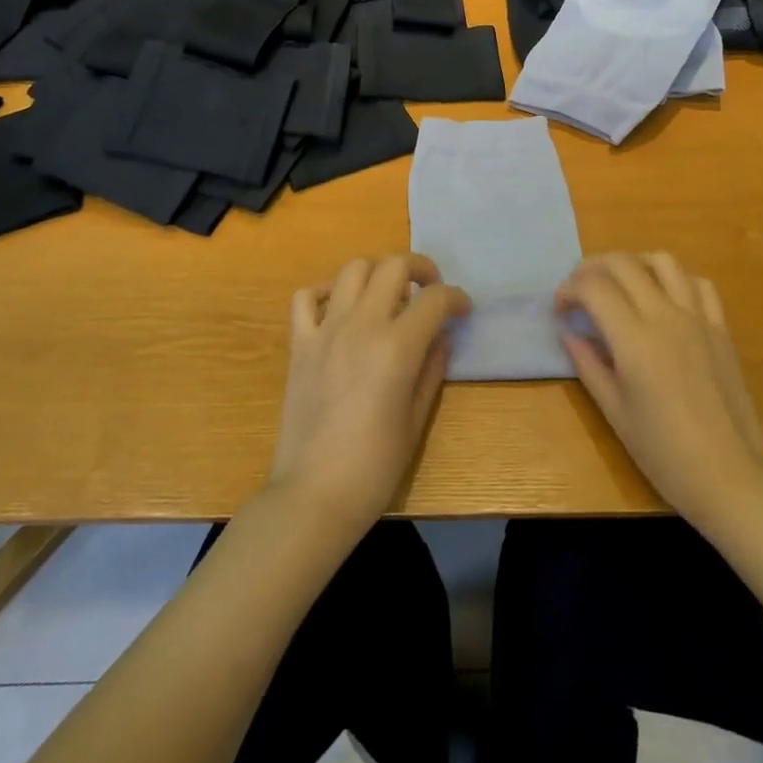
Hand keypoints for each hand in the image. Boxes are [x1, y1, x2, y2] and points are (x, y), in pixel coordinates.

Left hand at [267, 254, 469, 534]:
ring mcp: (325, 330)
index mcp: (397, 347)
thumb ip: (432, 369)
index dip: (456, 298)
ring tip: (388, 295)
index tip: (463, 309)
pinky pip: (306, 297)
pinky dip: (326, 292)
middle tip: (430, 290)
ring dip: (377, 273)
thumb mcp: (416, 420)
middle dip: (420, 269)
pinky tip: (340, 309)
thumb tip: (441, 338)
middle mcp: (361, 326)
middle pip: (393, 266)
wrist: (312, 496)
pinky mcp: (299, 343)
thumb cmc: (374, 467)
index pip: (435, 299)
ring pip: (352, 269)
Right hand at [558, 252, 762, 532]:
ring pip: (663, 261)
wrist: (731, 478)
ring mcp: (698, 318)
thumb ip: (589, 366)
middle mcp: (665, 317)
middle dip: (592, 268)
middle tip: (579, 290)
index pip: (593, 287)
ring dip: (634, 263)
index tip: (560, 309)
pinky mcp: (721, 328)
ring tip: (620, 285)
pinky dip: (675, 280)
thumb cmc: (665, 454)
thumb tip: (568, 335)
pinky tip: (665, 299)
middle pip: (623, 264)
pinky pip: (698, 284)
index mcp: (634, 340)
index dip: (569, 290)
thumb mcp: (615, 413)